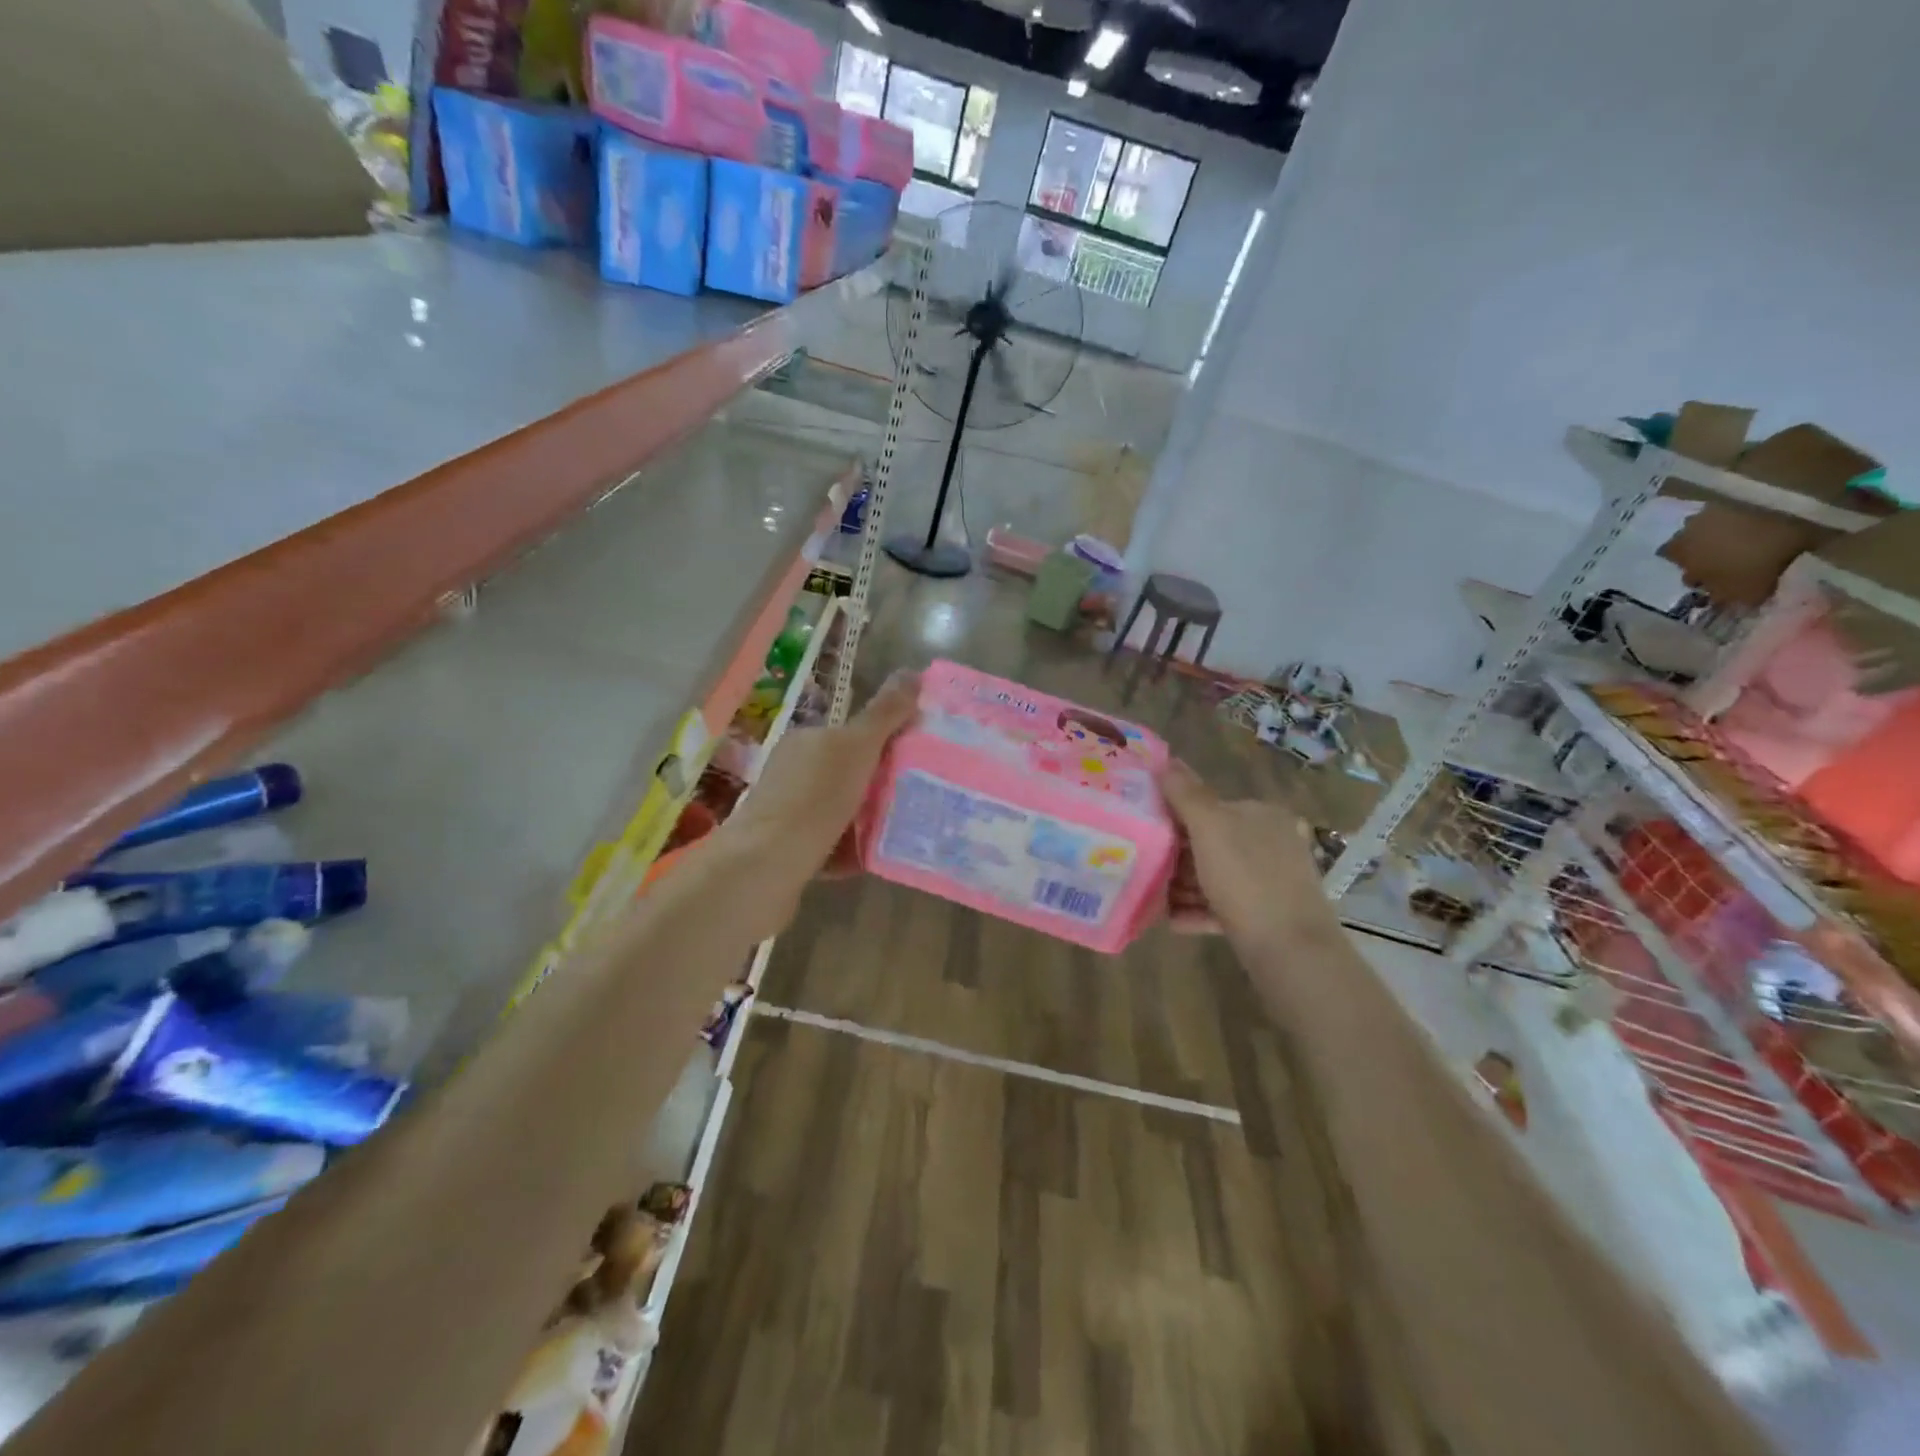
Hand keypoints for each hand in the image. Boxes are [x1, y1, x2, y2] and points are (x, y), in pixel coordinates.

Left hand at [711, 670, 918, 934]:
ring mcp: (788, 813)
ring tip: (903, 831)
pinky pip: (831, 845)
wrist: (766, 866)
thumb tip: (913, 672)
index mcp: (807, 742)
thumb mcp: (857, 746)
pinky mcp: (788, 851)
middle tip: (917, 798)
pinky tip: (874, 858)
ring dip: (869, 821)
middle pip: (849, 774)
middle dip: (881, 785)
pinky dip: (852, 851)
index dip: (885, 743)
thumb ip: (885, 712)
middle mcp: (793, 773)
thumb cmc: (815, 798)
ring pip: (841, 812)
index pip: (852, 734)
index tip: (918, 759)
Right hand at [1157, 759, 1335, 947]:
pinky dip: (1197, 910)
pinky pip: (1223, 906)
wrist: (1289, 951)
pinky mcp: (1266, 916)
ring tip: (1155, 897)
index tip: (1147, 832)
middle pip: (1211, 843)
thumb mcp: (1210, 828)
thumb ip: (1186, 794)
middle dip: (1177, 857)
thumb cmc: (1246, 879)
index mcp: (1263, 816)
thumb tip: (1167, 761)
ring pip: (1215, 876)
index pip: (1212, 806)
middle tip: (1146, 868)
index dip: (1177, 817)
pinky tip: (1173, 920)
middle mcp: (1272, 843)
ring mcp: (1271, 881)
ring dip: (1183, 885)